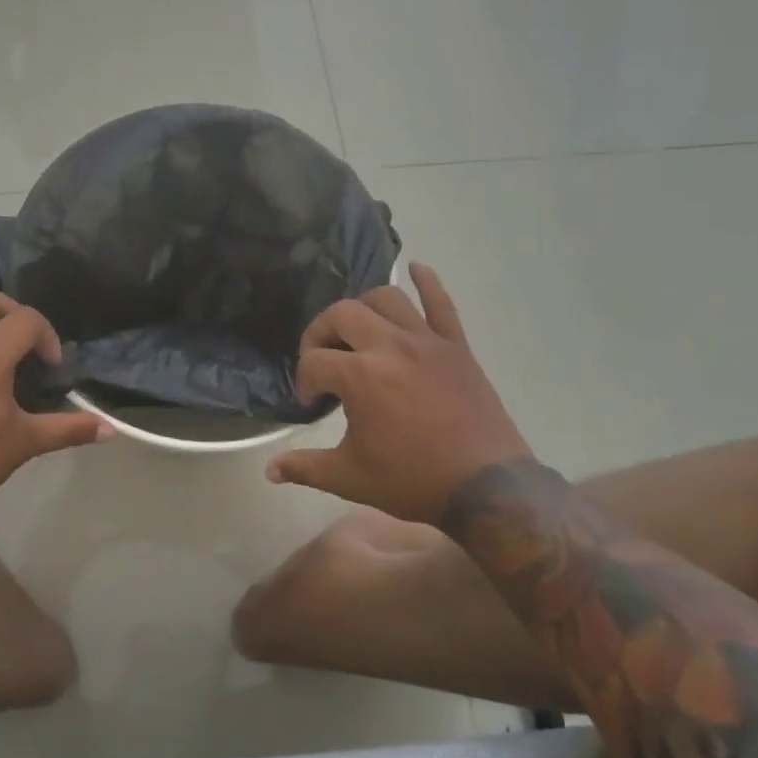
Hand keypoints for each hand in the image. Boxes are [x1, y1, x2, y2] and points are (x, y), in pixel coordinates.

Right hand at [266, 264, 532, 522]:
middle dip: (321, 334)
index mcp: (361, 375)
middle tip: (322, 360)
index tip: (311, 403)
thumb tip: (270, 469)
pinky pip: (442, 303)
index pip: (314, 361)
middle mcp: (390, 346)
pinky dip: (428, 282)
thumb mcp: (350, 478)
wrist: (487, 489)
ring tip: (357, 331)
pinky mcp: (456, 346)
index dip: (305, 382)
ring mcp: (427, 341)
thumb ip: (305, 467)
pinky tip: (415, 268)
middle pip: (342, 314)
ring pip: (387, 298)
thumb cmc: (414, 482)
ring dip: (363, 308)